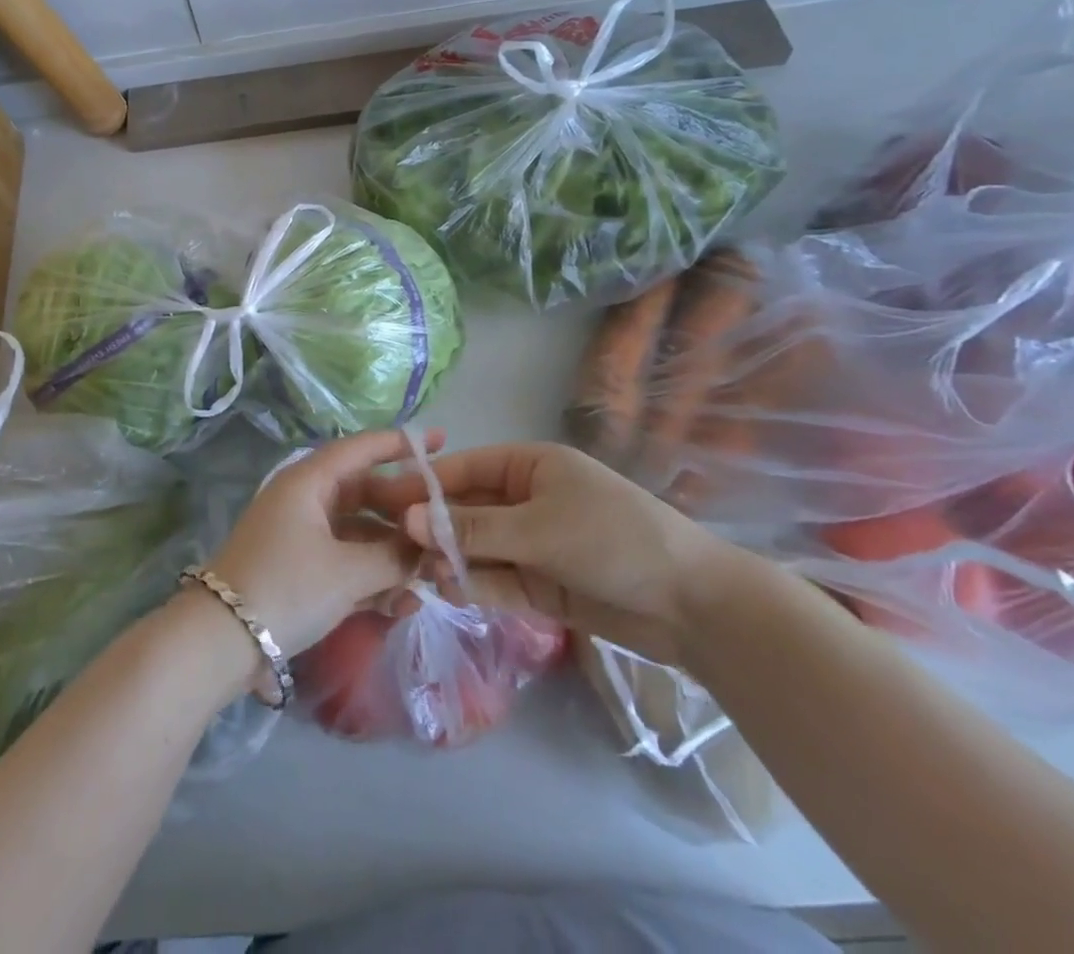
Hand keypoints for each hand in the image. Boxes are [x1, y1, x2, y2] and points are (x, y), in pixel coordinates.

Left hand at [203, 428, 444, 663]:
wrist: (220, 641)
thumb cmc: (286, 588)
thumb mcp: (347, 573)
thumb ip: (394, 557)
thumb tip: (425, 549)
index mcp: (309, 482)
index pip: (361, 449)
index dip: (401, 443)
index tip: (441, 441)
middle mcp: (304, 499)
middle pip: (364, 492)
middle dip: (404, 512)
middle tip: (444, 525)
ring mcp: (299, 534)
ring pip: (357, 531)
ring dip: (391, 552)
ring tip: (430, 578)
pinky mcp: (297, 567)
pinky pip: (343, 559)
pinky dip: (369, 576)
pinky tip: (400, 604)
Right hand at [377, 441, 741, 664]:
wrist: (693, 605)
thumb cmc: (612, 539)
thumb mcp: (537, 529)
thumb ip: (471, 529)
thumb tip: (405, 519)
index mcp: (529, 466)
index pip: (462, 469)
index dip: (422, 484)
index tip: (380, 501)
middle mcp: (525, 500)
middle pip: (465, 510)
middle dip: (431, 528)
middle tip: (390, 546)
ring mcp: (532, 544)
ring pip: (476, 548)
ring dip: (449, 560)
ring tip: (421, 575)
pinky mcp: (540, 584)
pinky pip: (496, 580)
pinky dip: (474, 587)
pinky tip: (449, 592)